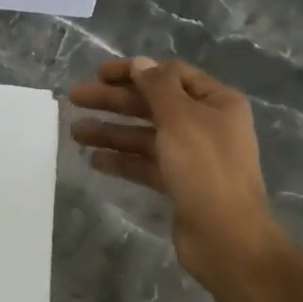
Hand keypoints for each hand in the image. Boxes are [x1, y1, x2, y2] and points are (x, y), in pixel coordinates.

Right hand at [70, 57, 280, 292]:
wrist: (227, 238)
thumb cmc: (205, 167)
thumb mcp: (179, 117)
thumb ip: (157, 87)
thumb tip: (140, 63)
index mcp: (216, 102)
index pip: (171, 74)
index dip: (134, 71)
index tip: (99, 74)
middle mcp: (206, 125)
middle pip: (153, 104)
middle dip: (114, 101)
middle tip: (75, 98)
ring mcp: (193, 156)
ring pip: (145, 135)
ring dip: (111, 131)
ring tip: (75, 132)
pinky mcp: (180, 184)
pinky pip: (146, 163)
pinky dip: (122, 160)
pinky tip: (95, 160)